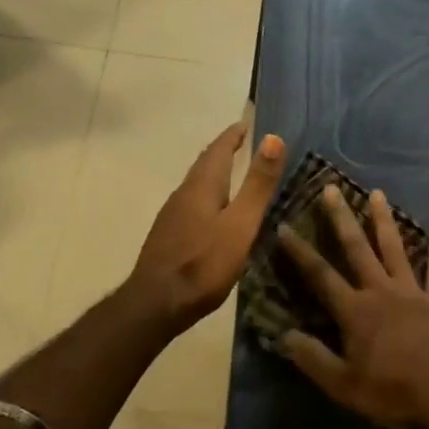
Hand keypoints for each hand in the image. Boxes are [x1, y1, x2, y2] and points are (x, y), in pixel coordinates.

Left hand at [127, 124, 285, 329]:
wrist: (155, 304)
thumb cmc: (203, 263)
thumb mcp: (240, 224)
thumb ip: (257, 184)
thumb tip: (272, 137)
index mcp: (202, 185)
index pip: (218, 148)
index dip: (233, 135)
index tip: (247, 123)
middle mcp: (183, 192)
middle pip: (205, 163)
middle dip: (223, 150)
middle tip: (242, 143)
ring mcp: (172, 214)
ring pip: (197, 183)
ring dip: (214, 173)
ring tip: (233, 174)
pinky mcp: (168, 235)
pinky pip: (191, 202)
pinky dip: (207, 194)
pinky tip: (214, 212)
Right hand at [278, 186, 428, 428]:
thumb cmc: (393, 392)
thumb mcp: (344, 386)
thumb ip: (314, 359)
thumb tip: (284, 335)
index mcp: (355, 311)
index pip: (320, 275)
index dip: (300, 252)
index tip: (284, 226)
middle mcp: (380, 291)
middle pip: (357, 248)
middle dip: (342, 218)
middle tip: (331, 188)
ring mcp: (412, 292)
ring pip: (395, 249)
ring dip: (385, 221)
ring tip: (378, 193)